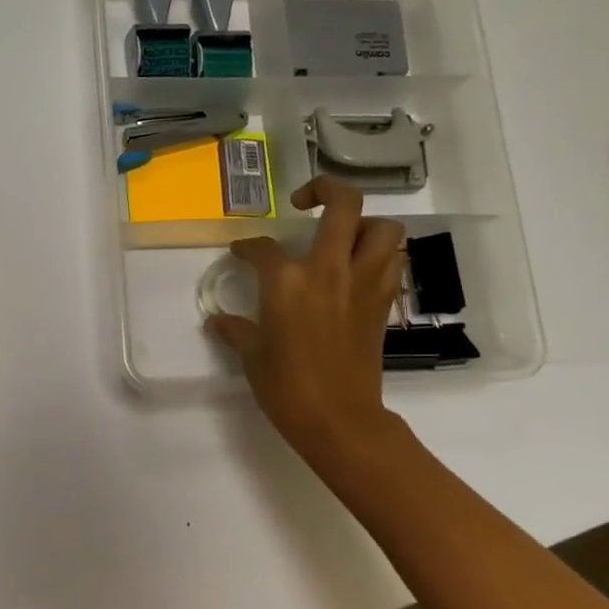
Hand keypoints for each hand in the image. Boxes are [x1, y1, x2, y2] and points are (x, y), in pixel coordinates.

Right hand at [207, 177, 407, 473]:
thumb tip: (218, 320)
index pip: (264, 247)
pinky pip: (390, 261)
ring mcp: (363, 283)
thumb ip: (236, 330)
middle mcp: (329, 270)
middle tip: (305, 202)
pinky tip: (356, 268)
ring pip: (382, 228)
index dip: (248, 246)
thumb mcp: (253, 355)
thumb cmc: (286, 386)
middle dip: (324, 190)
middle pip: (343, 205)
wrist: (339, 419)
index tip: (241, 252)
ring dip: (364, 223)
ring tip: (341, 236)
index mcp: (288, 281)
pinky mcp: (382, 302)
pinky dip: (378, 254)